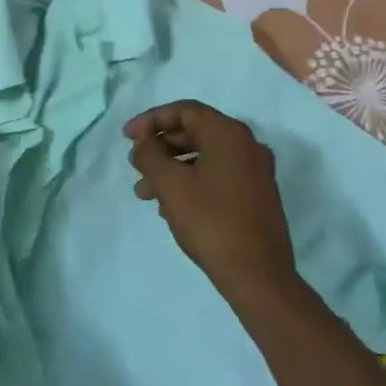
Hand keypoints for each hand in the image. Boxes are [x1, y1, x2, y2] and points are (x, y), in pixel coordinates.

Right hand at [125, 100, 298, 302]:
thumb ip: (150, 154)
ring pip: (204, 157)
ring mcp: (256, 172)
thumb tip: (145, 141)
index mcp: (229, 134)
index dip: (152, 119)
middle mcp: (247, 146)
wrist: (257, 274)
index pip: (185, 111)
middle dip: (160, 147)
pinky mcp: (257, 196)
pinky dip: (191, 181)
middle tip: (135, 165)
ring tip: (144, 193)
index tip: (127, 137)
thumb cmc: (210, 221)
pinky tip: (169, 206)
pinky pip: (217, 176)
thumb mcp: (170, 184)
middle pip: (195, 132)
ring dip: (171, 168)